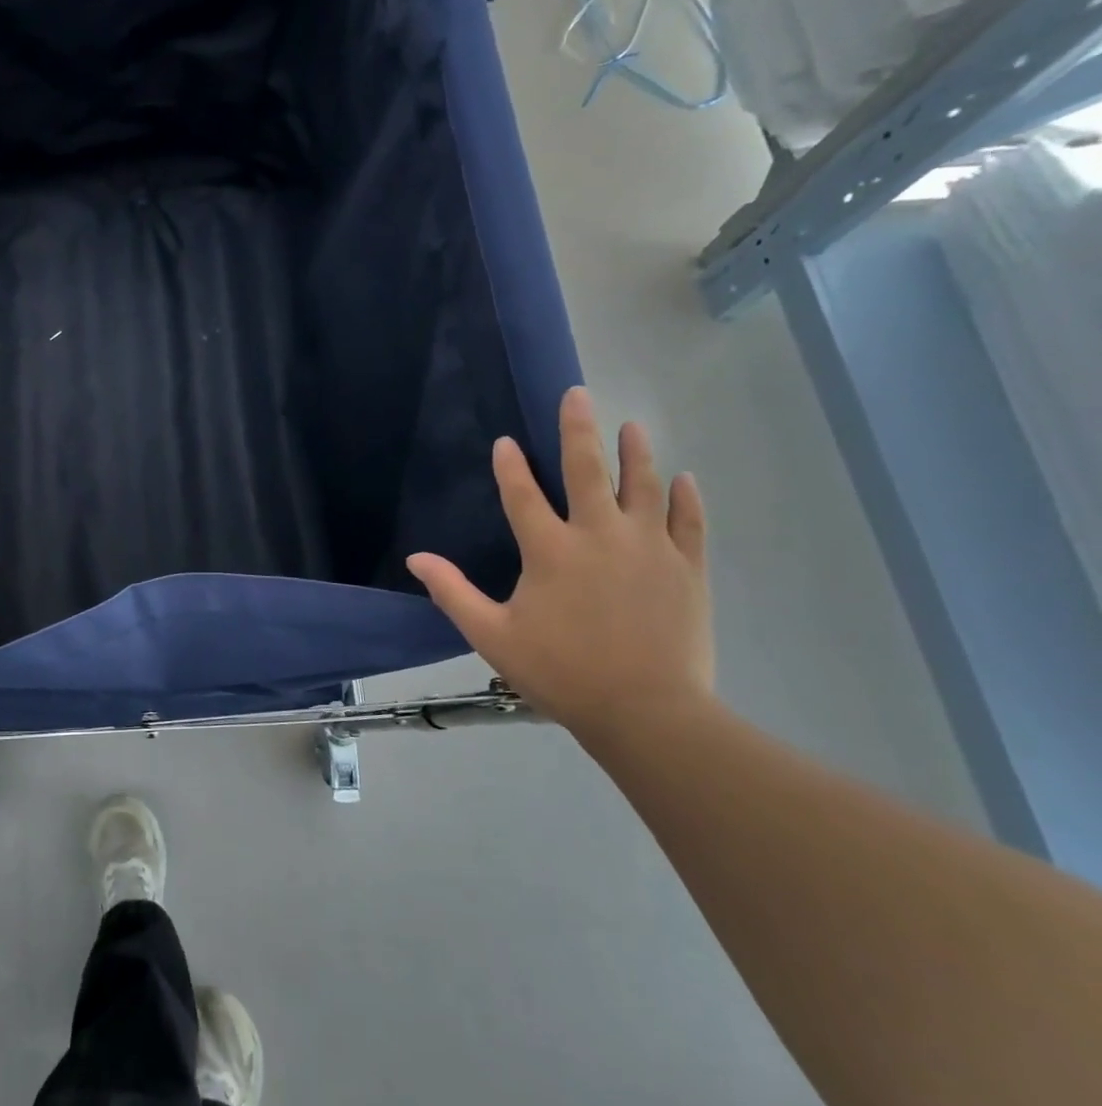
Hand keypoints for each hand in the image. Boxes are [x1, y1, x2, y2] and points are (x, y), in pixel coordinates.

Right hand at [408, 387, 712, 736]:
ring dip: (635, 452)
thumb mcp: (491, 634)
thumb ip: (452, 592)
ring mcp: (649, 548)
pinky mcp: (686, 568)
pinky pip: (688, 521)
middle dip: (578, 430)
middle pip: (587, 471)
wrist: (646, 711)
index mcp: (550, 551)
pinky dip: (685, 497)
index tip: (505, 441)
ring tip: (631, 425)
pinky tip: (684, 478)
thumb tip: (416, 558)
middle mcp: (599, 535)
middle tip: (577, 394)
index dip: (510, 467)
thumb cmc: (560, 671)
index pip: (523, 495)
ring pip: (643, 486)